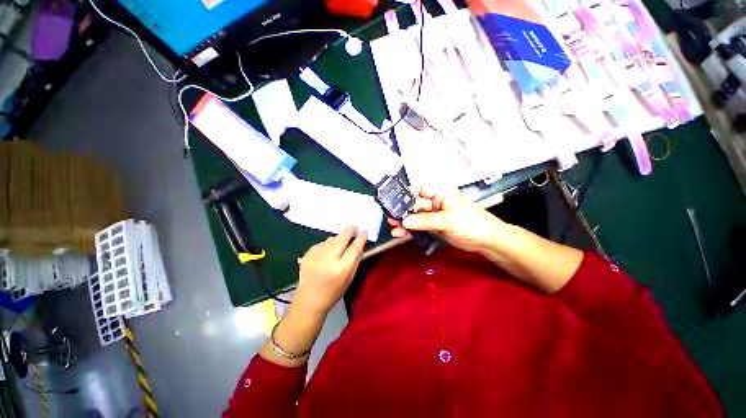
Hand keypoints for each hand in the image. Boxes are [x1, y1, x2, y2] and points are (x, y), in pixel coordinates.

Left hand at [294, 226, 366, 315]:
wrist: (309, 300)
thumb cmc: (333, 292)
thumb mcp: (349, 279)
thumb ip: (356, 260)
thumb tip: (360, 243)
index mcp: (341, 269)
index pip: (354, 248)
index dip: (360, 238)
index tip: (364, 230)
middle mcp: (328, 260)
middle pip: (341, 238)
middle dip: (349, 230)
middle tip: (354, 227)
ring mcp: (316, 255)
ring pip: (331, 239)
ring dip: (338, 239)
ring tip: (339, 245)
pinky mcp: (308, 254)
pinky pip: (322, 243)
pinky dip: (327, 245)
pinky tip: (327, 252)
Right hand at [389, 185, 505, 253]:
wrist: (487, 241)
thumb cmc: (472, 224)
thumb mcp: (449, 220)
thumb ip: (426, 220)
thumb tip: (405, 221)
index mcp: (440, 194)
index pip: (419, 189)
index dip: (406, 193)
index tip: (394, 201)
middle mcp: (434, 202)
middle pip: (414, 204)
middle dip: (402, 210)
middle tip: (390, 217)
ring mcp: (433, 215)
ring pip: (414, 216)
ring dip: (404, 221)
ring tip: (392, 226)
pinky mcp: (433, 227)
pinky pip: (418, 226)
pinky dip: (410, 230)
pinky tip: (400, 234)